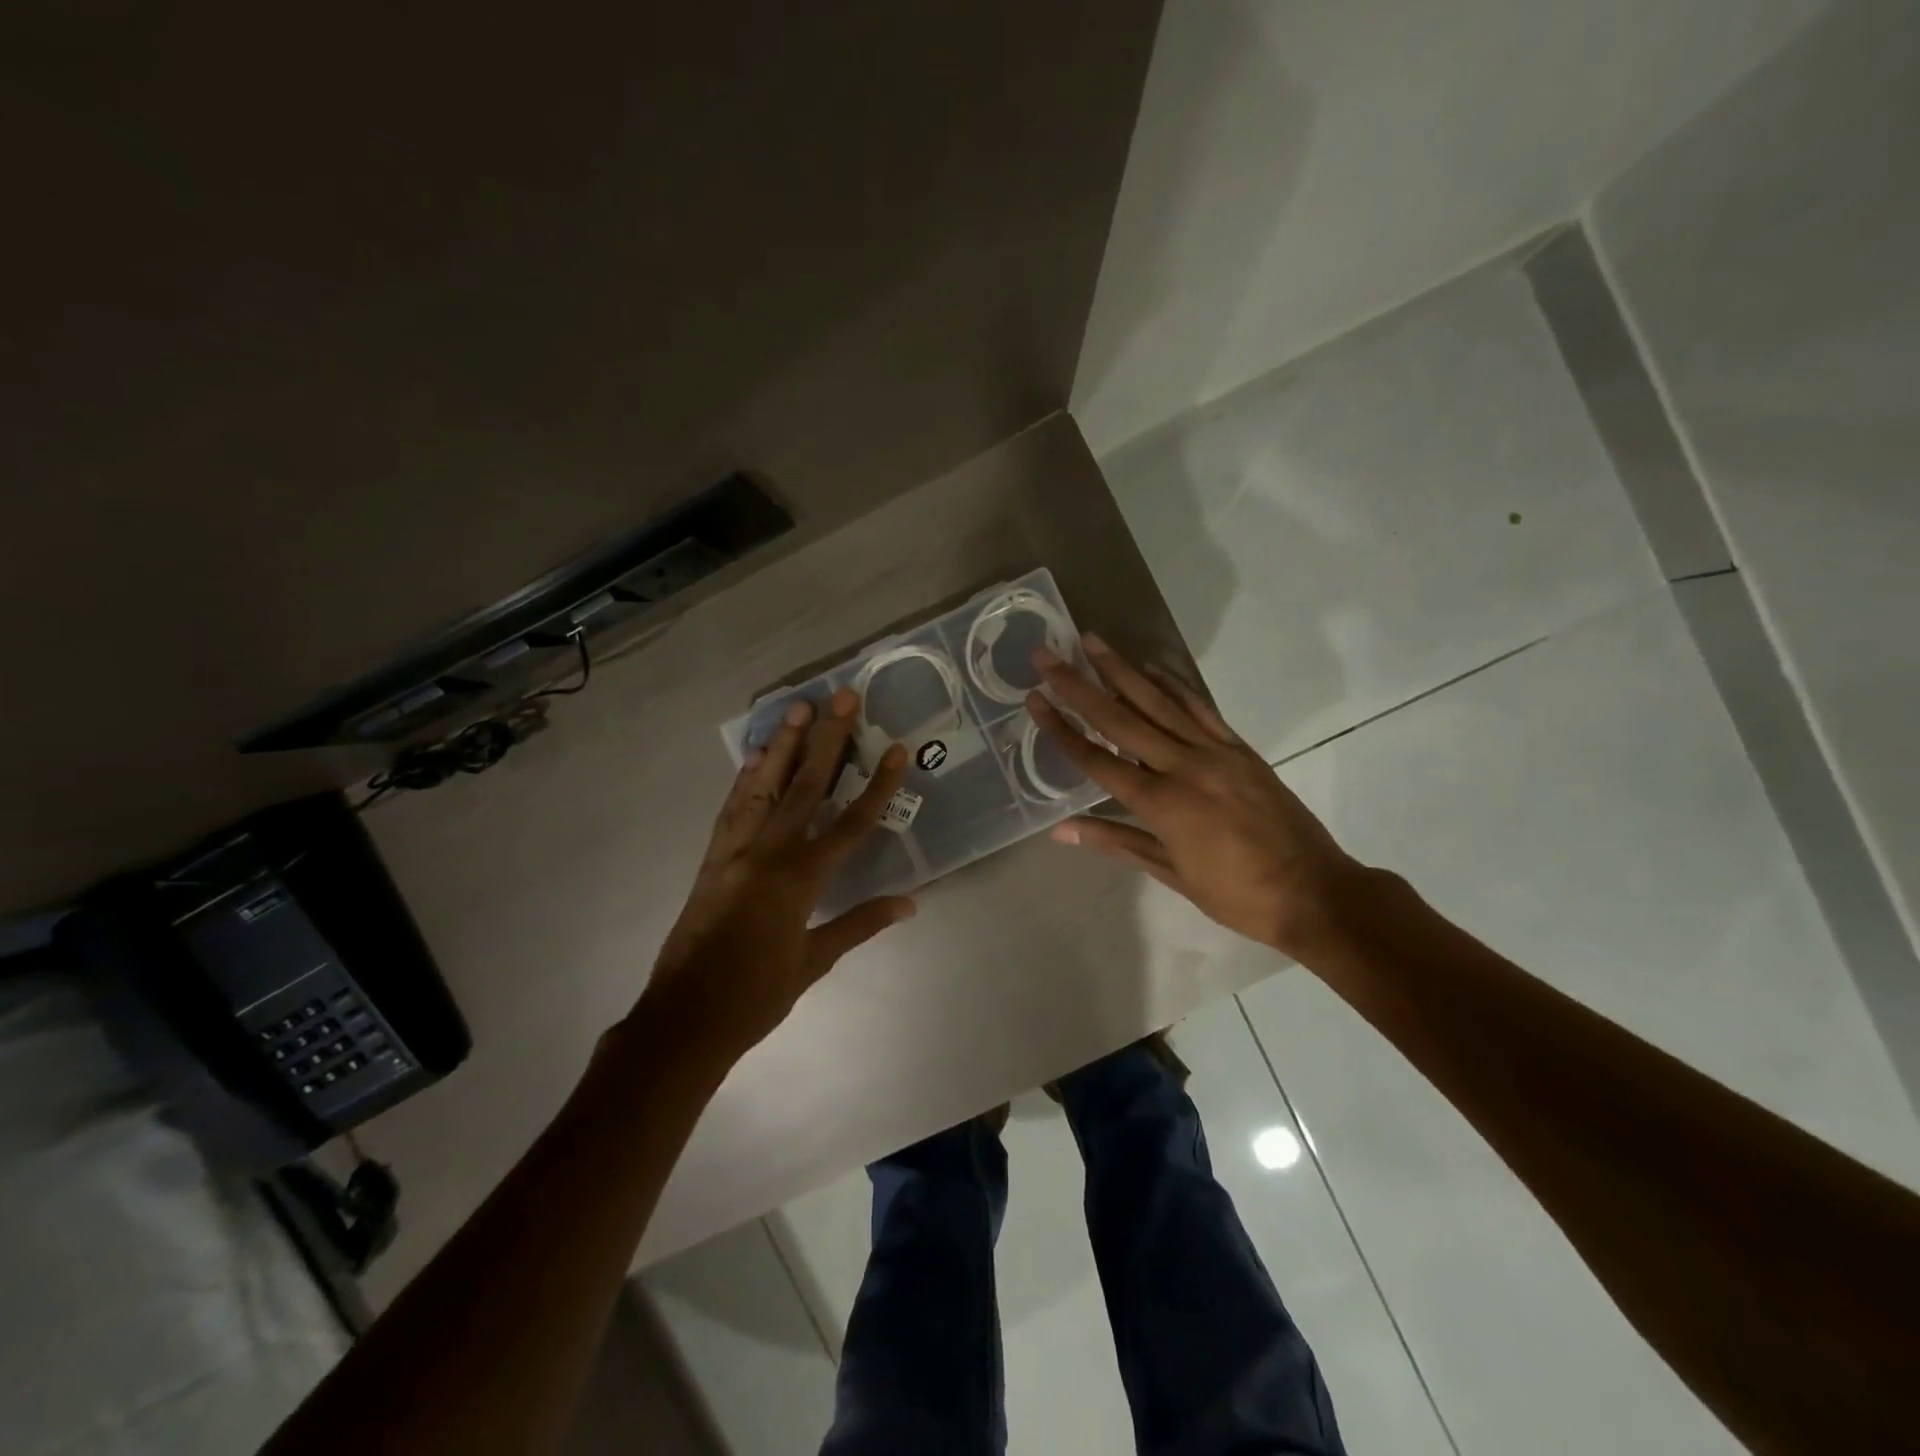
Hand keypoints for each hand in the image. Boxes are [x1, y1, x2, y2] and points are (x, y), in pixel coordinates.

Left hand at [640, 688, 914, 1060]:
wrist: (684, 1018)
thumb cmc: (757, 996)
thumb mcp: (815, 961)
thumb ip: (861, 923)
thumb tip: (910, 902)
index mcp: (800, 879)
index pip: (851, 823)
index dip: (878, 785)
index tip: (896, 749)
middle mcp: (768, 853)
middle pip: (806, 785)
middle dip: (828, 739)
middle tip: (841, 697)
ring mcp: (735, 850)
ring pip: (764, 786)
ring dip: (782, 745)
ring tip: (796, 708)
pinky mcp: (713, 857)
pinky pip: (733, 808)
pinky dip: (746, 779)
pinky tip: (754, 757)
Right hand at [1028, 636, 1361, 956]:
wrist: (1315, 891)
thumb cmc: (1236, 894)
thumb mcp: (1171, 874)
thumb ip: (1116, 842)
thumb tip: (1060, 830)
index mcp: (1161, 803)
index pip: (1097, 759)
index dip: (1061, 729)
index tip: (1034, 699)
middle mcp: (1183, 766)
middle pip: (1120, 719)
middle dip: (1078, 686)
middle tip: (1048, 655)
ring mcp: (1214, 751)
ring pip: (1158, 702)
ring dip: (1122, 670)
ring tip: (1092, 641)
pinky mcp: (1238, 747)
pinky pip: (1199, 707)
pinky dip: (1173, 684)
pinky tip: (1151, 667)